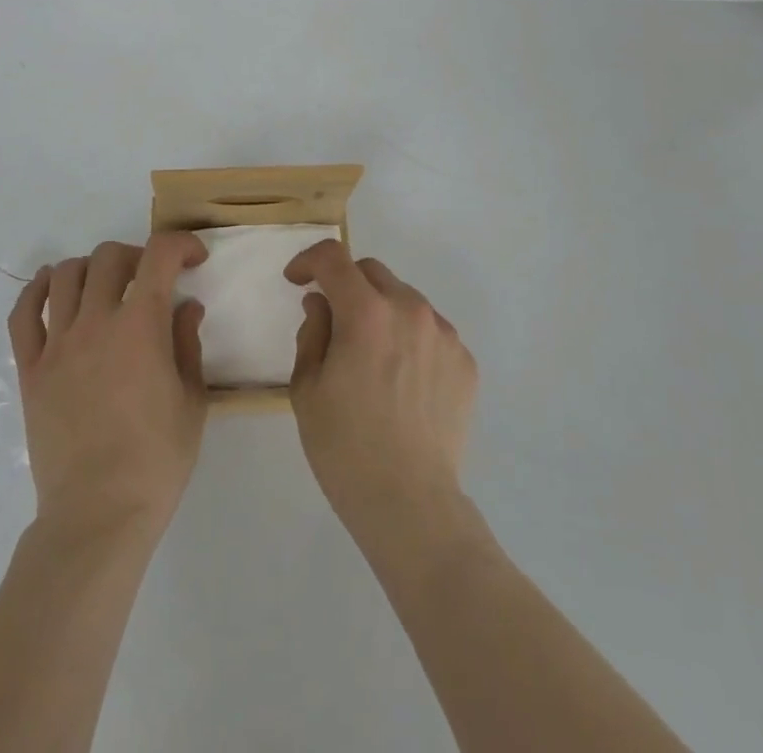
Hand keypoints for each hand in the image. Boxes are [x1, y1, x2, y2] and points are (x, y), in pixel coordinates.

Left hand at [7, 234, 209, 539]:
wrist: (98, 515)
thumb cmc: (156, 461)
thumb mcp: (192, 401)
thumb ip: (187, 344)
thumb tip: (185, 307)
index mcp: (140, 327)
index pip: (159, 256)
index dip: (181, 245)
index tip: (193, 260)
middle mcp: (96, 323)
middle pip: (109, 257)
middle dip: (137, 256)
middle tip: (150, 279)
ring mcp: (57, 345)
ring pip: (64, 275)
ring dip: (90, 268)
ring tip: (104, 286)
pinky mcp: (30, 370)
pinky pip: (23, 315)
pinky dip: (36, 290)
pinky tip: (49, 288)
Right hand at [286, 242, 478, 550]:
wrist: (411, 504)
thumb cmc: (345, 447)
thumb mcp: (306, 388)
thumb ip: (312, 332)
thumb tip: (322, 304)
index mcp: (365, 313)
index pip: (333, 258)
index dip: (308, 260)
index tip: (297, 281)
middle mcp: (409, 310)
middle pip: (371, 272)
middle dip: (345, 284)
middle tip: (332, 319)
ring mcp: (443, 335)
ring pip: (403, 299)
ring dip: (380, 311)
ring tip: (370, 355)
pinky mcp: (465, 361)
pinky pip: (430, 331)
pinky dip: (409, 339)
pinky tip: (401, 380)